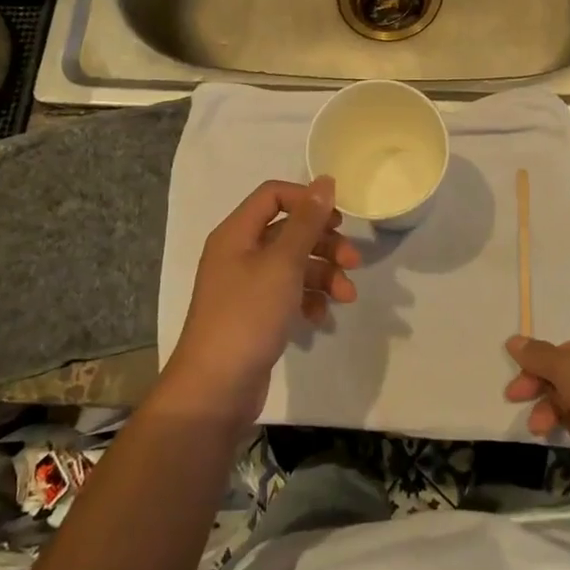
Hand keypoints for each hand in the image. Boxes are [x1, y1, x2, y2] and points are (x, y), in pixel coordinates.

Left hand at [163, 177, 358, 423]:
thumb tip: (325, 181)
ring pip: (293, 265)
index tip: (339, 219)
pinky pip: (288, 294)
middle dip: (324, 244)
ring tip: (346, 296)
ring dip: (324, 275)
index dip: (307, 200)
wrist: (215, 389)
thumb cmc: (248, 316)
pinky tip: (321, 317)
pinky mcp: (255, 314)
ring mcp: (246, 286)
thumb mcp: (283, 263)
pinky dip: (309, 300)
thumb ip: (307, 221)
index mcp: (236, 233)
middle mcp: (239, 253)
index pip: (273, 195)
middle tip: (354, 261)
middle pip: (289, 231)